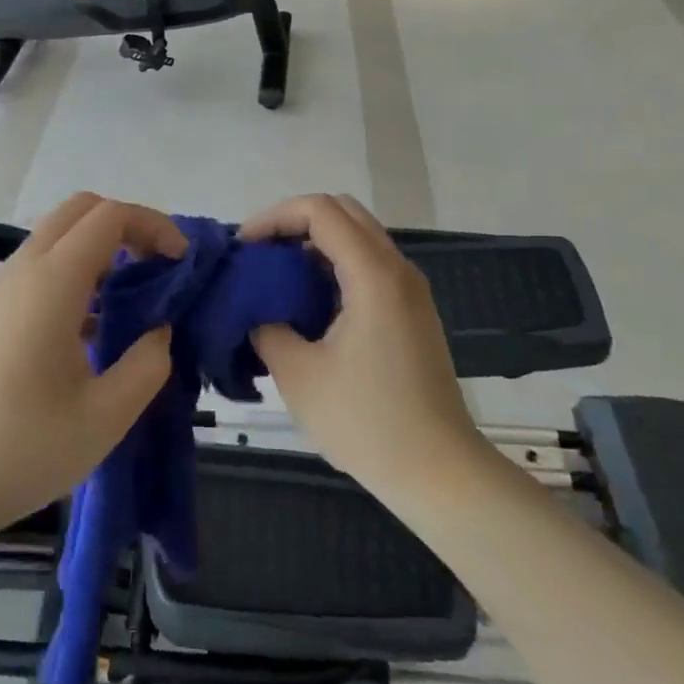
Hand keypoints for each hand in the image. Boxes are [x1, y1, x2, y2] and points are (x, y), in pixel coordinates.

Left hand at [0, 193, 183, 544]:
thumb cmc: (20, 451)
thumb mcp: (105, 418)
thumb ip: (147, 365)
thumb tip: (158, 332)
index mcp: (52, 282)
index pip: (109, 216)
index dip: (153, 225)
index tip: (181, 262)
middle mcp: (21, 270)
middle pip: (79, 210)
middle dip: (126, 225)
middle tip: (156, 268)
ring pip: (55, 237)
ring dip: (98, 249)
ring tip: (128, 300)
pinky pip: (35, 268)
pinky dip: (72, 272)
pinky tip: (86, 329)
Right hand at [242, 194, 481, 502]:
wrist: (439, 473)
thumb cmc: (367, 423)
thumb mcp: (298, 374)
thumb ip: (266, 326)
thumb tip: (255, 309)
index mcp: (373, 275)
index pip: (320, 210)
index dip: (275, 217)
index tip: (244, 248)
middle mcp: (397, 269)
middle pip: (342, 212)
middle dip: (293, 222)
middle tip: (259, 255)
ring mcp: (409, 290)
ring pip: (357, 237)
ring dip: (314, 244)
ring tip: (276, 278)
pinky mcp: (411, 311)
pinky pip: (368, 264)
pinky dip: (333, 266)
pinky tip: (307, 303)